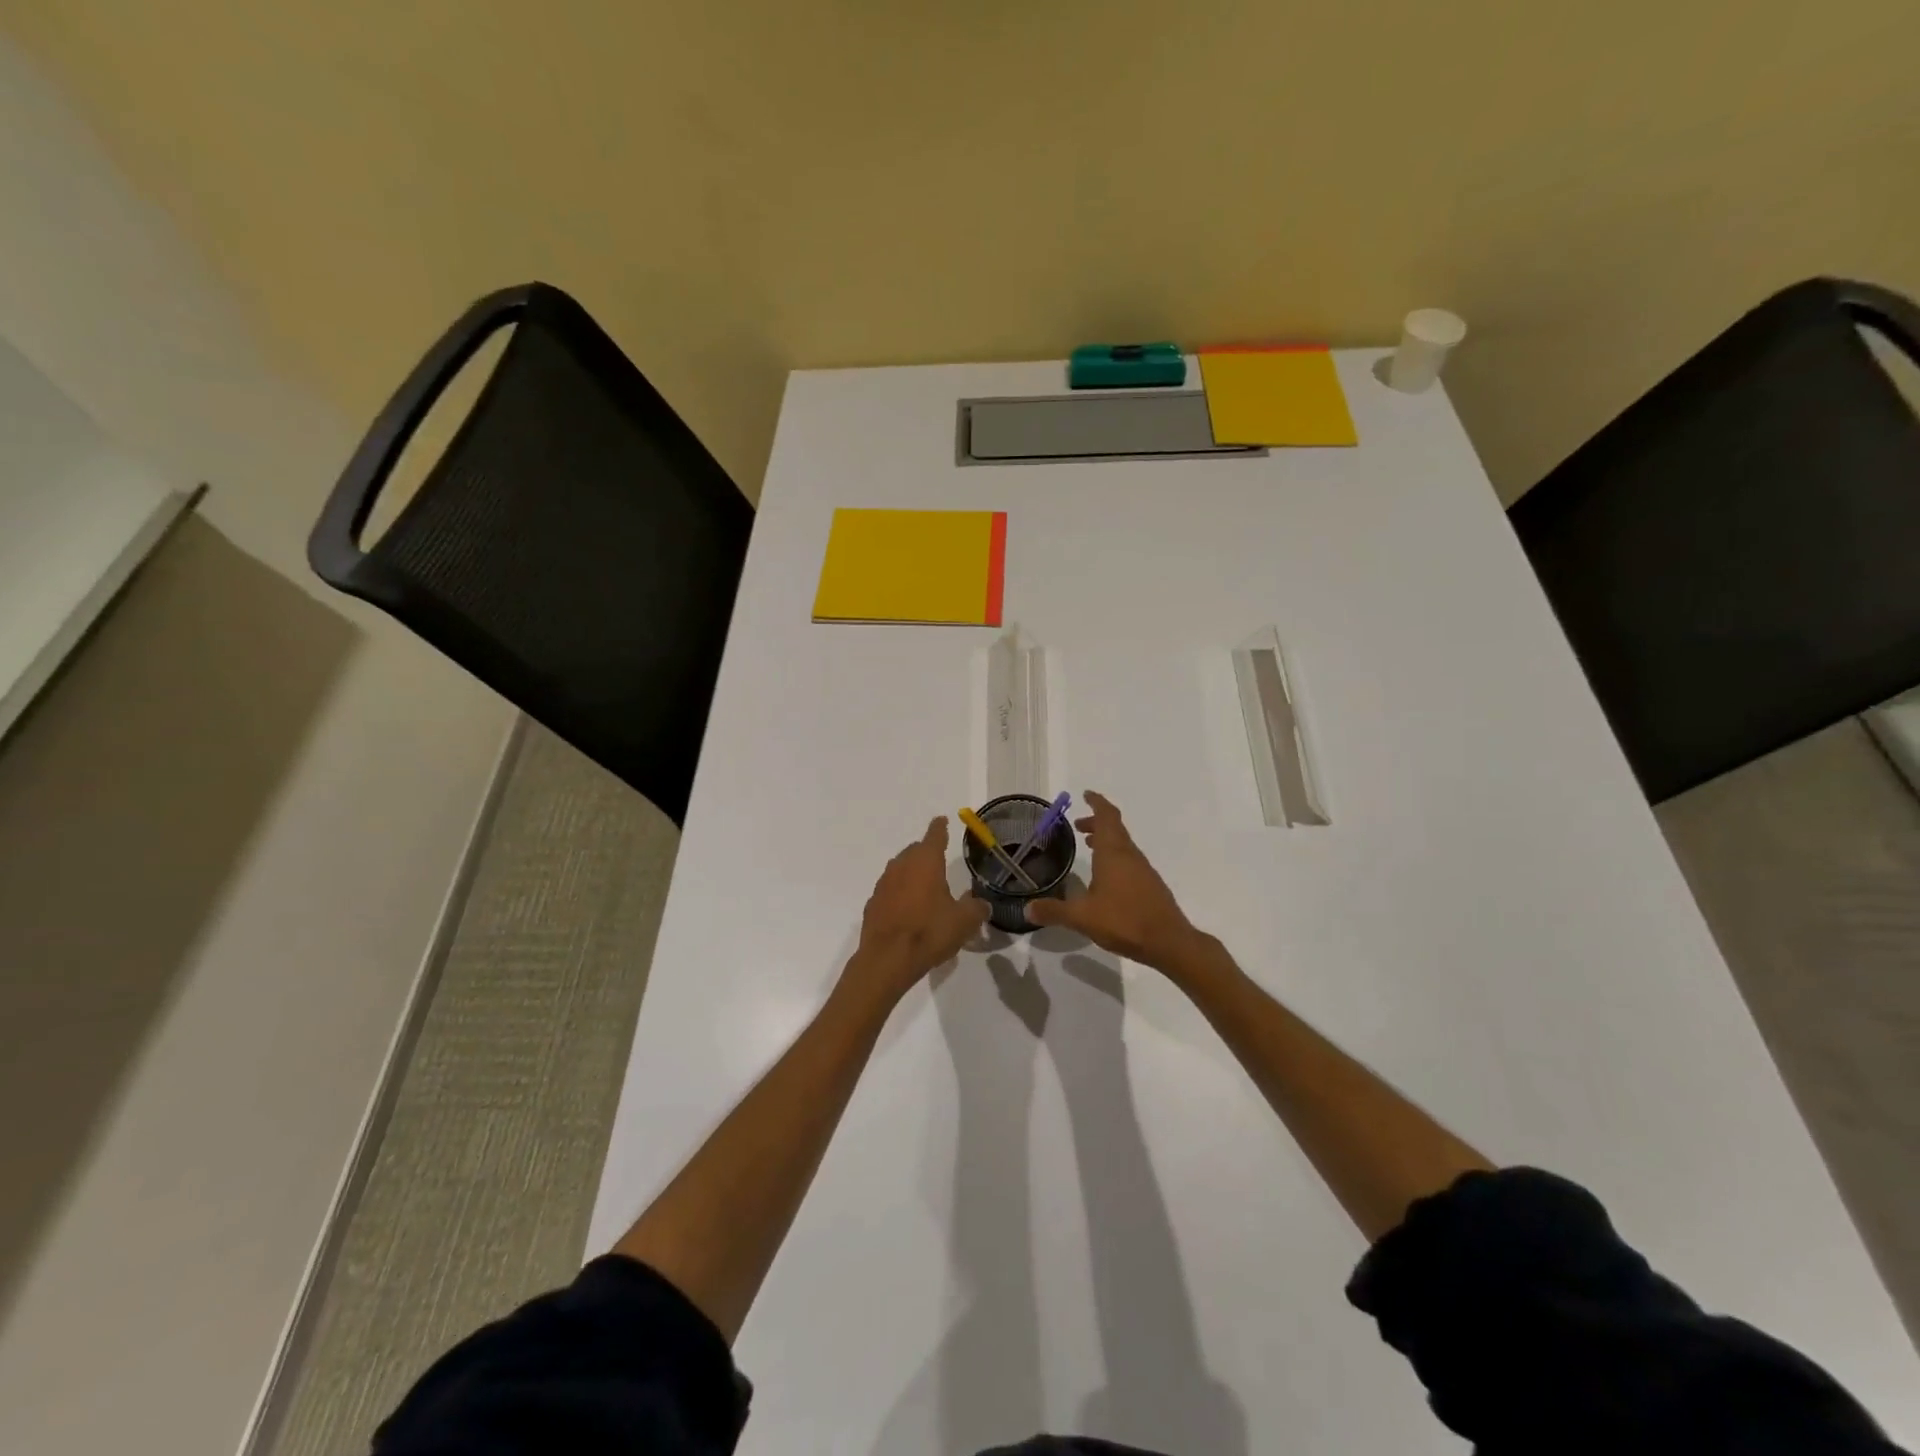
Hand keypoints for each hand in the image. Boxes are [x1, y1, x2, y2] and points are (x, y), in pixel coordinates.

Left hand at [847, 816, 990, 1004]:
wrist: (887, 959)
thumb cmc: (929, 932)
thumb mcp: (964, 922)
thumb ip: (977, 909)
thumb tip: (982, 905)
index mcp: (926, 862)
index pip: (934, 835)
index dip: (940, 827)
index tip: (942, 820)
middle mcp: (902, 866)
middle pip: (915, 851)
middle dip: (926, 852)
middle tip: (939, 861)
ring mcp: (883, 884)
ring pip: (900, 869)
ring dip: (912, 873)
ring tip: (925, 887)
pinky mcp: (873, 903)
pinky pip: (890, 890)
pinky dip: (900, 893)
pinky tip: (908, 909)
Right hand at [1025, 792, 1204, 972]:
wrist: (1169, 942)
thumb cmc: (1124, 920)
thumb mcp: (1082, 917)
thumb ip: (1054, 911)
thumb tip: (1027, 908)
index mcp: (1113, 853)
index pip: (1107, 817)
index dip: (1097, 803)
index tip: (1086, 794)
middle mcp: (1130, 855)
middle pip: (1115, 828)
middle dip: (1096, 822)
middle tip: (1078, 826)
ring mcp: (1143, 870)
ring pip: (1123, 845)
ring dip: (1106, 840)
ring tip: (1089, 847)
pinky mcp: (1150, 885)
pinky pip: (1129, 861)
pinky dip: (1115, 858)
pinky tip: (1106, 878)